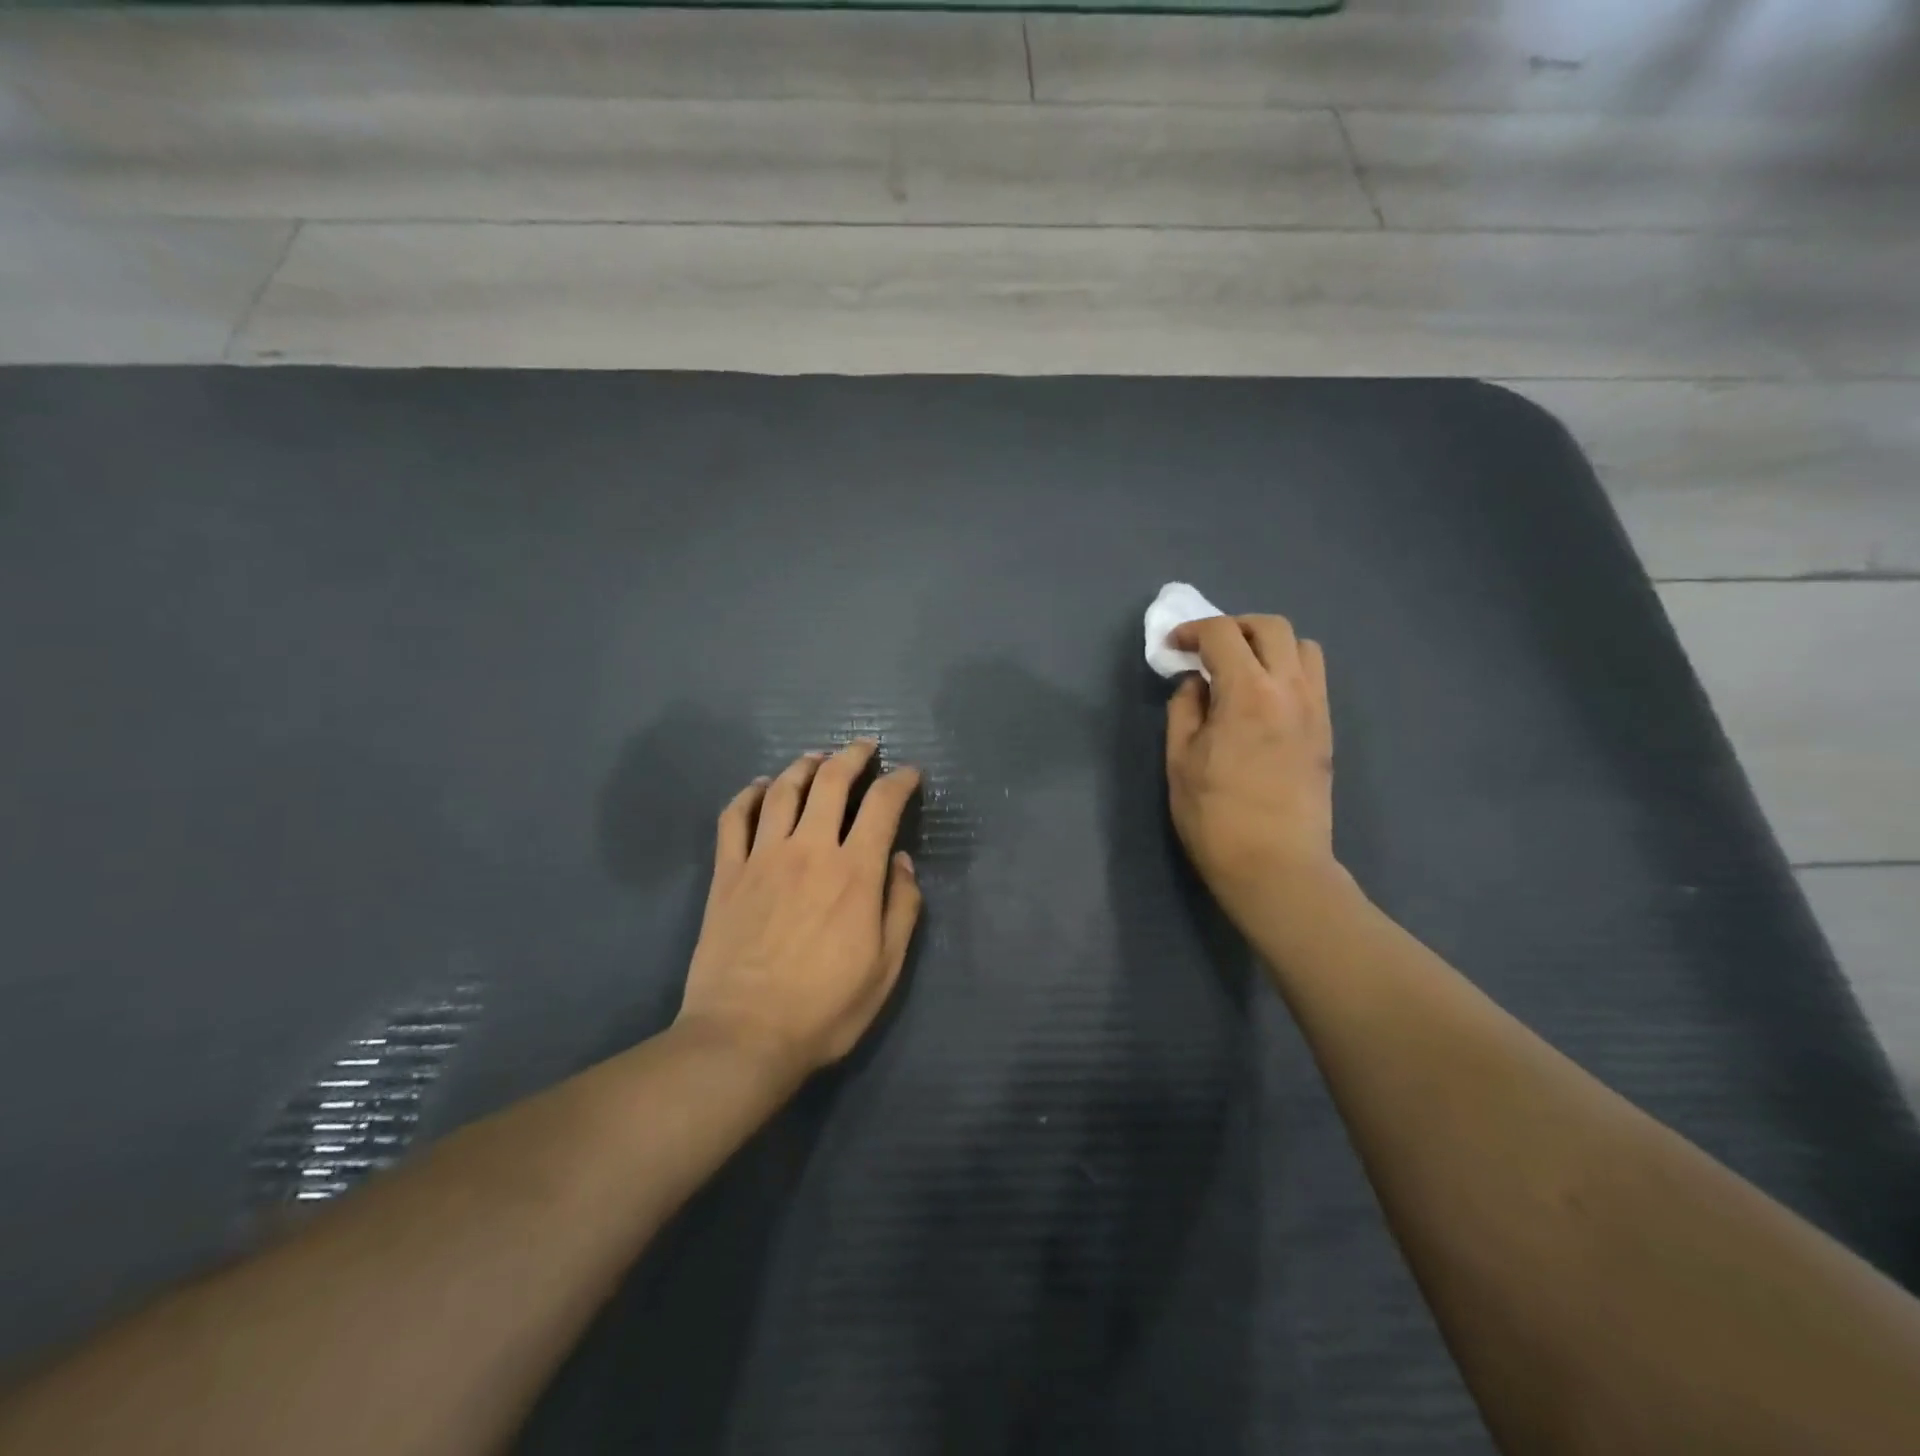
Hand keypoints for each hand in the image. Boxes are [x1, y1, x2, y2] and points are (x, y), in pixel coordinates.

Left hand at [677, 740, 923, 1077]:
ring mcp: (762, 858)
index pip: (882, 806)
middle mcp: (809, 850)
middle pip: (831, 782)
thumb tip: (901, 863)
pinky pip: (734, 818)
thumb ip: (901, 908)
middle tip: (865, 747)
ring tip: (817, 758)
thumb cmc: (824, 1009)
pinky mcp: (727, 873)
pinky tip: (760, 787)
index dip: (900, 782)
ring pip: (783, 790)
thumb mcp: (886, 968)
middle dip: (852, 756)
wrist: (743, 1036)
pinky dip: (748, 794)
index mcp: (854, 872)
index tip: (909, 773)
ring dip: (804, 765)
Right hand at [1165, 614, 1336, 920]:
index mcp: (1248, 693)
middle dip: (1234, 627)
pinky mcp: (1326, 731)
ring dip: (1268, 645)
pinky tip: (1262, 700)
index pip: (1223, 634)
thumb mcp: (1180, 760)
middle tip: (1207, 650)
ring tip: (1241, 670)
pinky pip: (1313, 679)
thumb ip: (1185, 709)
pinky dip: (1286, 671)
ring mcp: (1315, 709)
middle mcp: (1290, 689)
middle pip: (1271, 627)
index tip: (1173, 647)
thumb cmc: (1215, 817)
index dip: (1192, 631)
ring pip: (1303, 647)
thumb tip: (1197, 683)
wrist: (1275, 865)